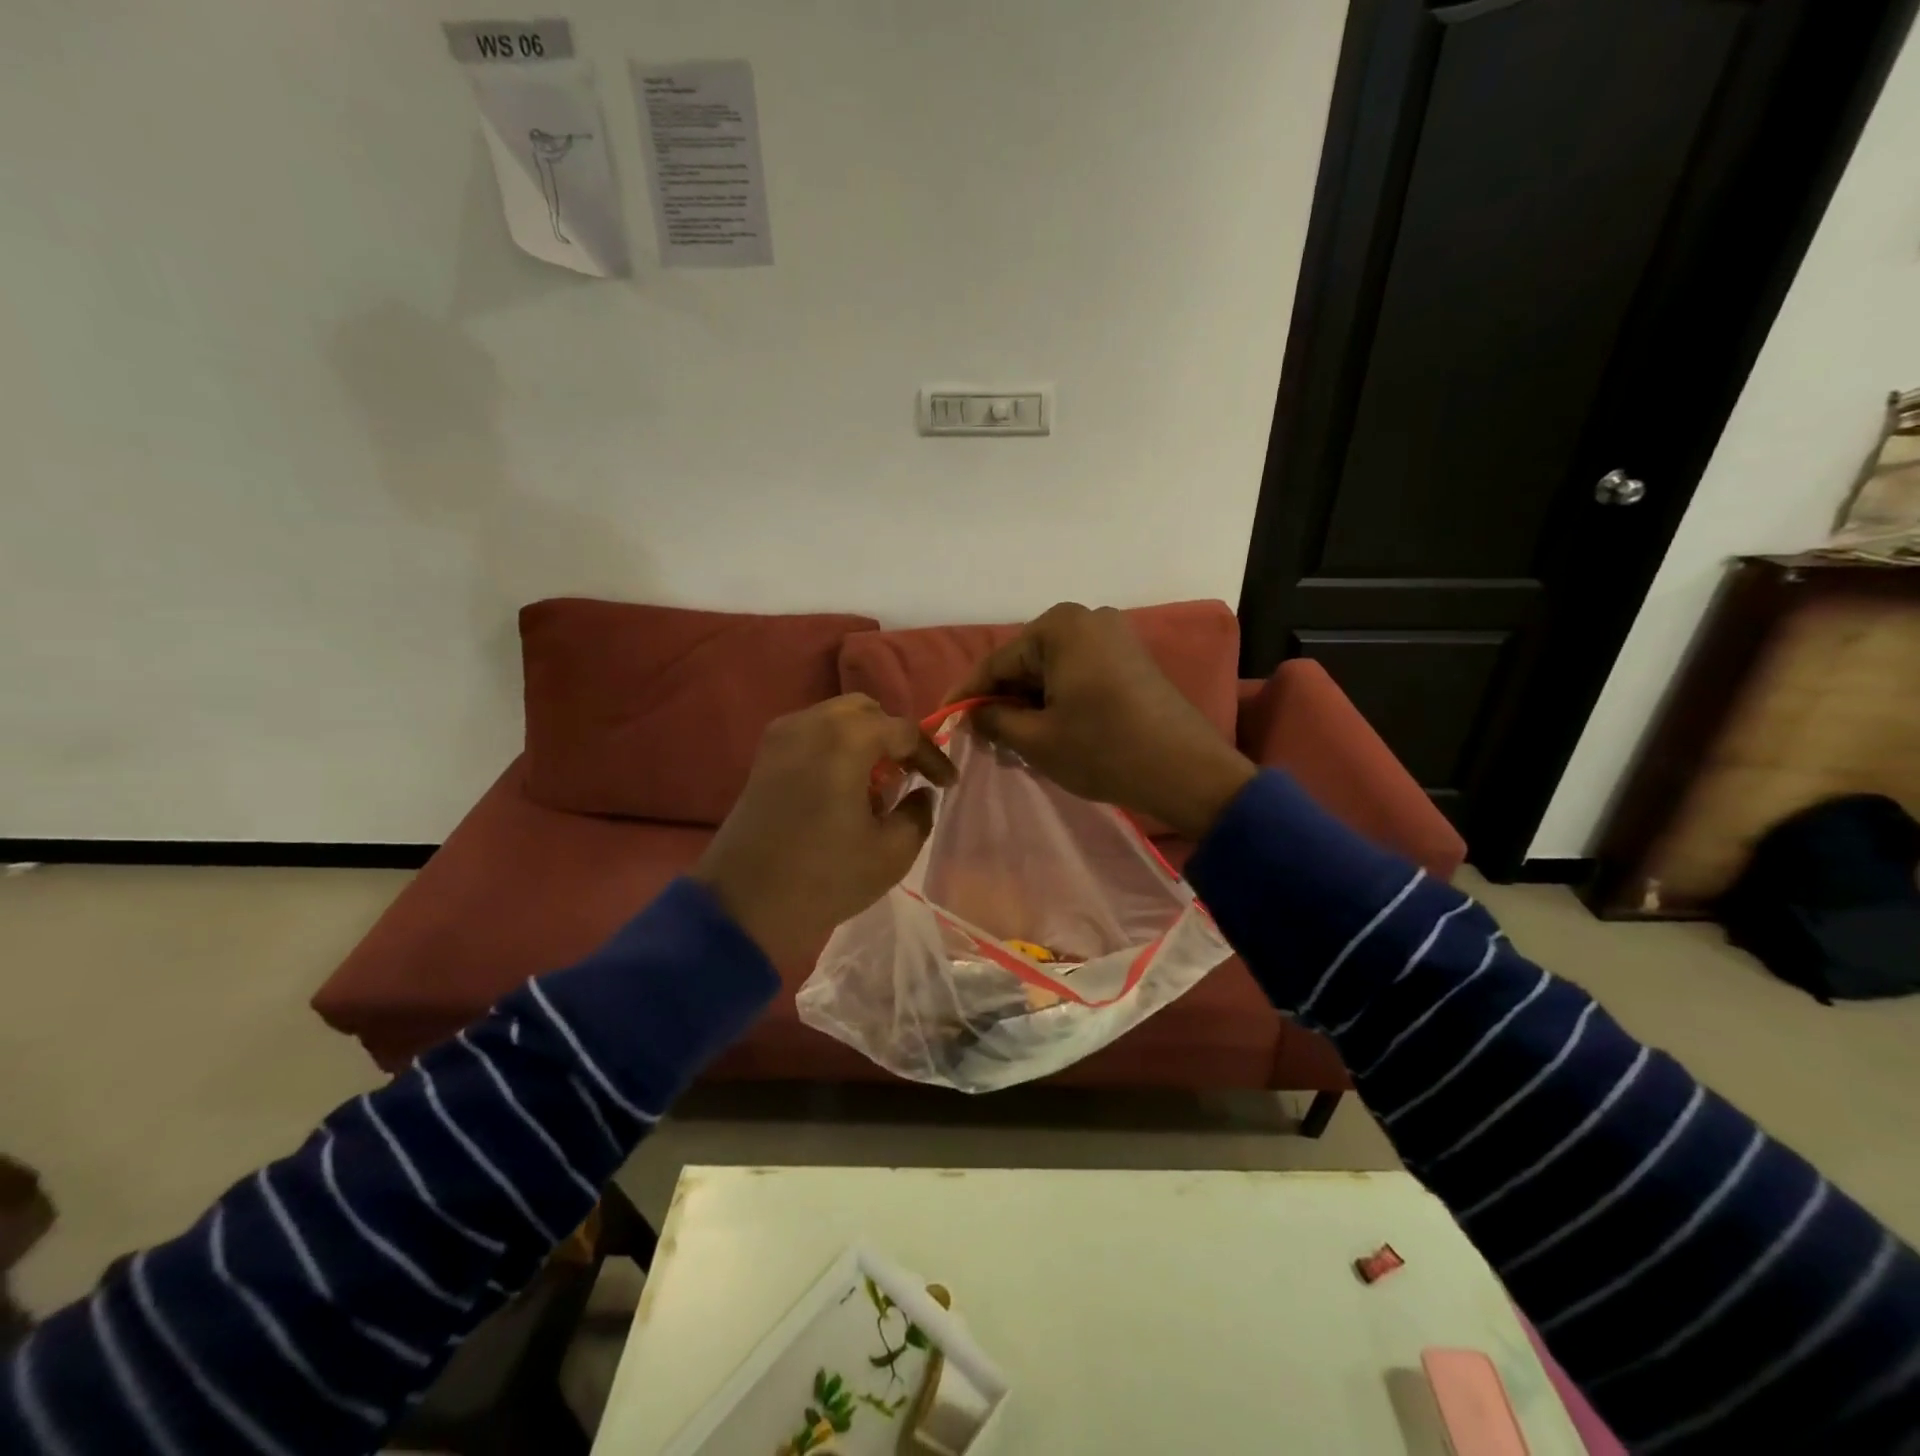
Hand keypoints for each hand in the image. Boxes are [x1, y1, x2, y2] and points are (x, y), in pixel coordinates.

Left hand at [693, 695, 956, 965]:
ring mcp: (780, 737)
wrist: (742, 906)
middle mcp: (811, 723)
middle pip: (866, 712)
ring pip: (835, 720)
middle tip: (911, 774)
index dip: (932, 755)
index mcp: (846, 740)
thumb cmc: (824, 878)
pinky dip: (835, 749)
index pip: (904, 730)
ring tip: (879, 784)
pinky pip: (811, 736)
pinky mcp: (763, 759)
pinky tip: (844, 788)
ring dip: (864, 742)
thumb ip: (918, 813)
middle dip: (894, 738)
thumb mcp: (891, 853)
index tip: (949, 784)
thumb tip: (919, 795)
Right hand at [947, 603, 1256, 838]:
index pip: (997, 663)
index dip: (966, 695)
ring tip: (1011, 740)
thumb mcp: (1036, 739)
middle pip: (1025, 663)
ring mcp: (1113, 635)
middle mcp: (1086, 618)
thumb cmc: (1104, 750)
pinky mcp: (1130, 658)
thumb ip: (994, 720)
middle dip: (1001, 699)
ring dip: (1029, 703)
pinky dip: (1057, 699)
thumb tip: (973, 715)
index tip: (942, 719)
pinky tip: (1047, 729)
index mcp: (1059, 627)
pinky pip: (1078, 673)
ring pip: (1051, 670)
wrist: (1187, 770)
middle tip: (980, 738)